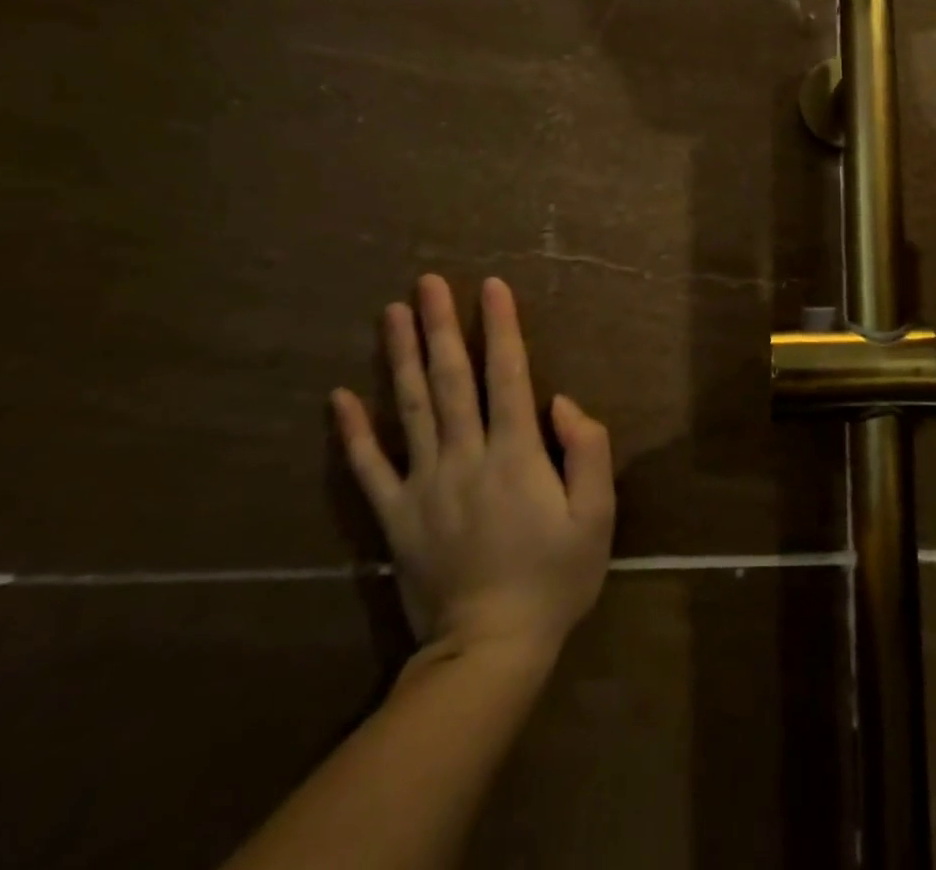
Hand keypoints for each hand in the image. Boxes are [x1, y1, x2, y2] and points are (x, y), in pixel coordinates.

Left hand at [331, 276, 614, 661]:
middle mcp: (465, 457)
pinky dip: (354, 432)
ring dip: (401, 358)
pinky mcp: (396, 516)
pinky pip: (369, 468)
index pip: (507, 376)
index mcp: (515, 454)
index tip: (491, 286)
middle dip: (441, 326)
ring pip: (411, 409)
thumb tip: (563, 402)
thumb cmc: (555, 579)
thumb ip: (588, 452)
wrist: (489, 652)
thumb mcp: (596, 517)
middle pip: (451, 380)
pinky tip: (340, 397)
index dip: (501, 327)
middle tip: (427, 283)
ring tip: (392, 314)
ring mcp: (424, 485)